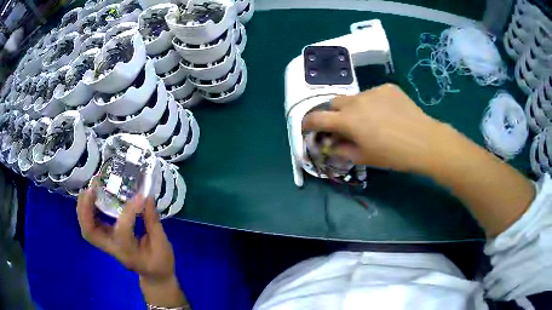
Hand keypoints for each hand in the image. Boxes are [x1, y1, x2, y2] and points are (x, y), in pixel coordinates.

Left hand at [77, 186, 174, 280]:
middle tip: (92, 189)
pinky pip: (91, 225)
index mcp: (128, 253)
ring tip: (90, 190)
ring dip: (83, 208)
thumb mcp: (162, 244)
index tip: (140, 196)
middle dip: (86, 209)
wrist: (154, 276)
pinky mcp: (106, 239)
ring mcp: (107, 245)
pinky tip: (94, 197)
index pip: (122, 230)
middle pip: (89, 232)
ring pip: (86, 228)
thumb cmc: (160, 263)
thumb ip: (152, 220)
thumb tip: (146, 196)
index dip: (129, 211)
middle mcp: (112, 249)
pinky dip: (88, 210)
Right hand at [303, 84, 533, 236]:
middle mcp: (356, 101)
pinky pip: (373, 94)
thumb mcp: (365, 158)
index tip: (306, 127)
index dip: (307, 123)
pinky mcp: (388, 88)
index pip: (317, 117)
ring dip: (354, 109)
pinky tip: (386, 114)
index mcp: (348, 120)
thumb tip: (330, 144)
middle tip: (341, 126)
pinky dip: (372, 104)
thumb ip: (342, 150)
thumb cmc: (394, 155)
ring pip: (355, 98)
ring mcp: (373, 91)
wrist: (425, 141)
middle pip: (334, 103)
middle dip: (332, 114)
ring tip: (370, 121)